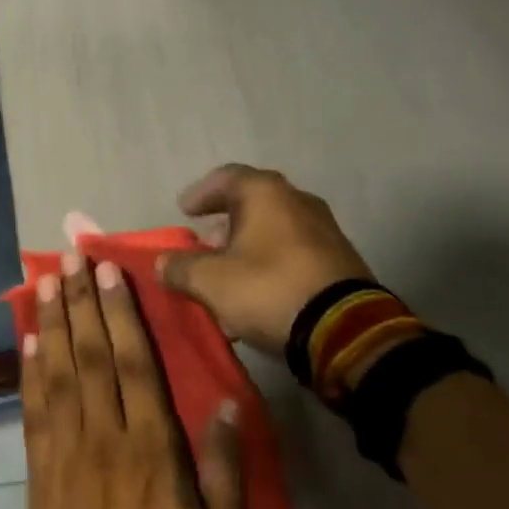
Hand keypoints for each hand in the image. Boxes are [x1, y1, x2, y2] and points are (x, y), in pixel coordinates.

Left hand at [21, 251, 247, 508]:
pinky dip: (29, 373)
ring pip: (57, 374)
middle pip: (91, 356)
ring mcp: (65, 458)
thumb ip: (224, 469)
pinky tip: (27, 343)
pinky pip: (33, 414)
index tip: (109, 271)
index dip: (121, 313)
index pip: (135, 364)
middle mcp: (103, 442)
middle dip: (81, 302)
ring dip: (51, 324)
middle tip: (71, 256)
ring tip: (45, 281)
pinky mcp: (40, 478)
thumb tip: (224, 401)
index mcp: (151, 452)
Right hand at [156, 164, 371, 353]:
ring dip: (248, 246)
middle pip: (253, 202)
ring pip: (275, 229)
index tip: (185, 211)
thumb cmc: (269, 289)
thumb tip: (162, 263)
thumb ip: (179, 267)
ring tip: (228, 273)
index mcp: (266, 193)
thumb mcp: (210, 281)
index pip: (226, 177)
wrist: (346, 331)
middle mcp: (298, 201)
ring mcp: (325, 230)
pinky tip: (258, 291)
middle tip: (205, 243)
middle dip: (225, 222)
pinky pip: (294, 252)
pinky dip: (271, 263)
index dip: (201, 193)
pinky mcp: (341, 261)